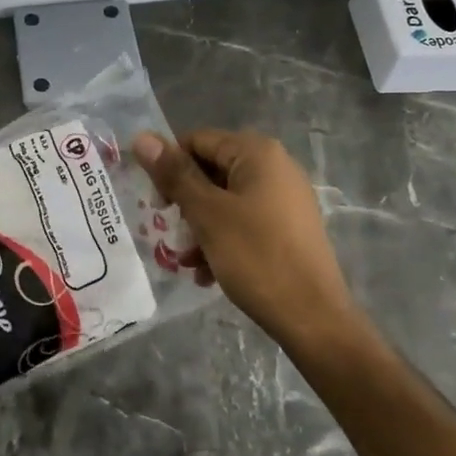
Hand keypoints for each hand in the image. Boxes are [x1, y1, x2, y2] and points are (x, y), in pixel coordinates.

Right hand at [132, 129, 356, 343]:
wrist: (313, 317)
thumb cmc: (256, 257)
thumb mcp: (207, 214)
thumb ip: (174, 174)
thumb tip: (142, 137)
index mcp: (257, 153)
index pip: (197, 141)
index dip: (170, 168)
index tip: (157, 205)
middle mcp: (276, 166)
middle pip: (211, 171)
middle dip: (185, 204)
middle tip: (171, 233)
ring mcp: (285, 198)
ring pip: (226, 201)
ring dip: (200, 228)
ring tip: (187, 262)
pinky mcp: (289, 228)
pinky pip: (245, 222)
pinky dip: (222, 240)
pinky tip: (208, 274)